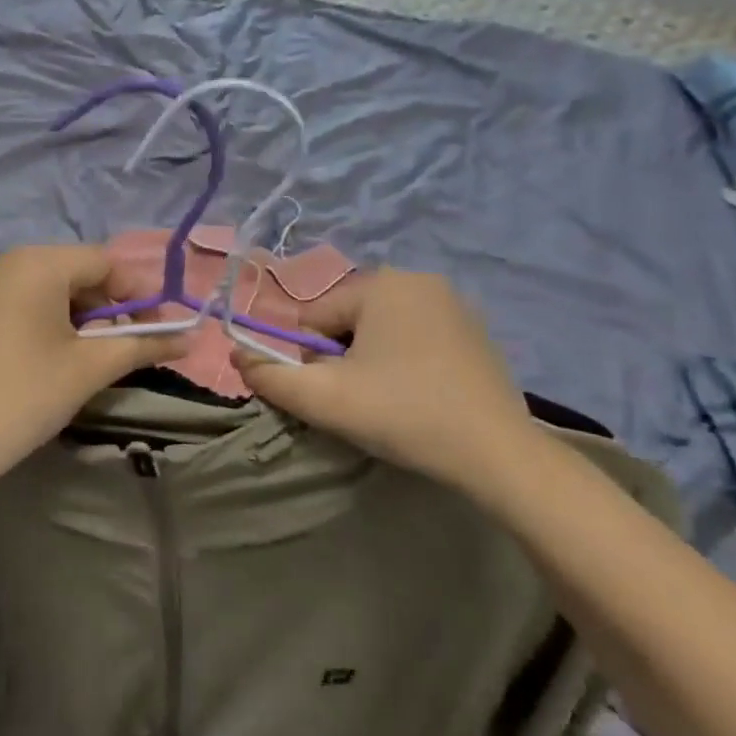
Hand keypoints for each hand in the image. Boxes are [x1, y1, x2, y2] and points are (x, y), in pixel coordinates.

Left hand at [0, 245, 184, 507]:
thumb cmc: (22, 398)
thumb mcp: (88, 370)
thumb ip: (141, 346)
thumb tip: (189, 338)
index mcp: (36, 264)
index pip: (104, 262)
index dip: (137, 293)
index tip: (155, 331)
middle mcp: (3, 262)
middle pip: (72, 270)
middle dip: (105, 306)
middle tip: (121, 348)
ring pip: (42, 287)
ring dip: (74, 315)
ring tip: (85, 356)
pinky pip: (12, 302)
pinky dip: (39, 320)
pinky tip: (41, 359)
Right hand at [233, 270, 542, 492]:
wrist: (499, 456)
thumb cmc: (404, 414)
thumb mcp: (323, 399)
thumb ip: (269, 376)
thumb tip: (236, 355)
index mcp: (380, 283)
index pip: (314, 319)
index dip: (313, 361)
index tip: (337, 394)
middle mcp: (417, 279)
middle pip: (346, 321)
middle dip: (343, 360)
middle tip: (364, 402)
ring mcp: (453, 303)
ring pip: (380, 331)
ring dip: (371, 362)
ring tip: (393, 402)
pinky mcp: (475, 330)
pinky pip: (415, 337)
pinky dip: (406, 363)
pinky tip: (422, 396)